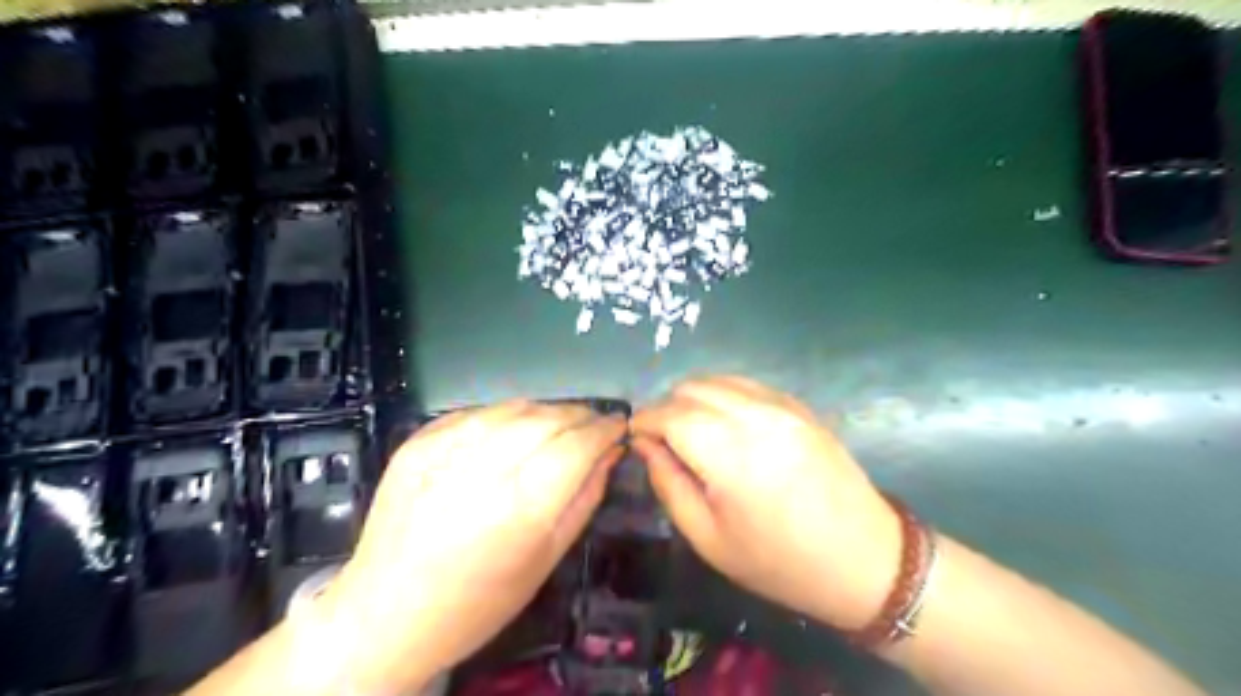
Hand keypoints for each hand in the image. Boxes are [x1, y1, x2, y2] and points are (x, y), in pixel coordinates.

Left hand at [316, 400, 618, 691]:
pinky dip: (505, 416)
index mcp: (519, 509)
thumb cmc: (479, 602)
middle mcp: (481, 470)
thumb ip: (585, 498)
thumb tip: (610, 453)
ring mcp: (443, 451)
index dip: (604, 429)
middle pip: (547, 418)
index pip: (577, 445)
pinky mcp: (418, 443)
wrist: (386, 614)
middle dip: (579, 415)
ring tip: (560, 424)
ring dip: (546, 411)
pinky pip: (477, 413)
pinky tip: (513, 431)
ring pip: (513, 408)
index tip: (618, 426)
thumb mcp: (546, 558)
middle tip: (594, 424)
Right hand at [632, 377, 902, 632]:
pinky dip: (724, 395)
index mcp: (729, 453)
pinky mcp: (800, 406)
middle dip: (666, 408)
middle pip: (691, 388)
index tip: (634, 437)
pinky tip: (725, 423)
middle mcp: (754, 416)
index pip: (669, 414)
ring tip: (690, 430)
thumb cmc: (779, 561)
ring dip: (693, 398)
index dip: (644, 421)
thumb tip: (644, 445)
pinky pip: (748, 385)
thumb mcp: (709, 538)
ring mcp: (782, 405)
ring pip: (718, 379)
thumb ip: (668, 484)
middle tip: (661, 439)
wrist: (864, 559)